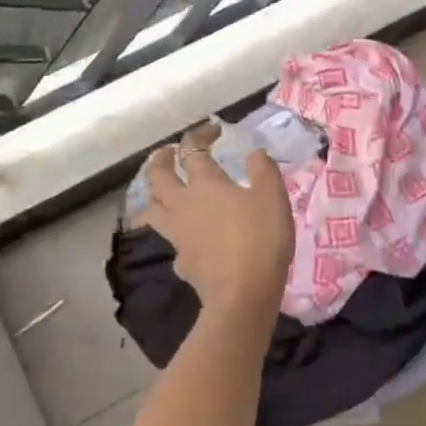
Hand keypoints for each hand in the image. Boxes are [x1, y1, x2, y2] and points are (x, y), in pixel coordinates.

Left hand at [139, 124, 294, 316]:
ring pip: (153, 208)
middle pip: (158, 177)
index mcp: (205, 183)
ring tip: (162, 190)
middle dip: (160, 160)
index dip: (200, 135)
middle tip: (168, 153)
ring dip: (154, 194)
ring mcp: (177, 235)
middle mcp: (183, 204)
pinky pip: (169, 239)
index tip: (213, 131)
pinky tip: (184, 235)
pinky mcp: (181, 261)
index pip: (192, 150)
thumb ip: (263, 169)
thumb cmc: (260, 238)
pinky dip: (173, 231)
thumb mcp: (273, 196)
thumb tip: (253, 152)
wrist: (243, 294)